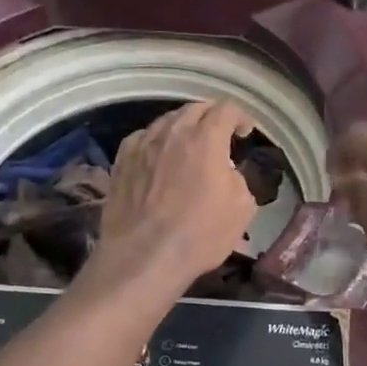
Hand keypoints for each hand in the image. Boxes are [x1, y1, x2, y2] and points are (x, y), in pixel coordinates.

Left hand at [89, 101, 257, 293]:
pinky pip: (143, 138)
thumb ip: (238, 178)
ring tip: (189, 145)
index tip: (245, 132)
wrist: (144, 256)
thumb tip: (226, 171)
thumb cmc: (200, 234)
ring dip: (183, 127)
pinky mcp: (121, 161)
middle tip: (220, 134)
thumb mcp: (242, 208)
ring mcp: (143, 145)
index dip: (240, 117)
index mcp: (206, 139)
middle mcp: (173, 132)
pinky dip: (156, 141)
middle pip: (195, 109)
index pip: (226, 110)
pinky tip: (159, 157)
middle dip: (212, 117)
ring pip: (166, 121)